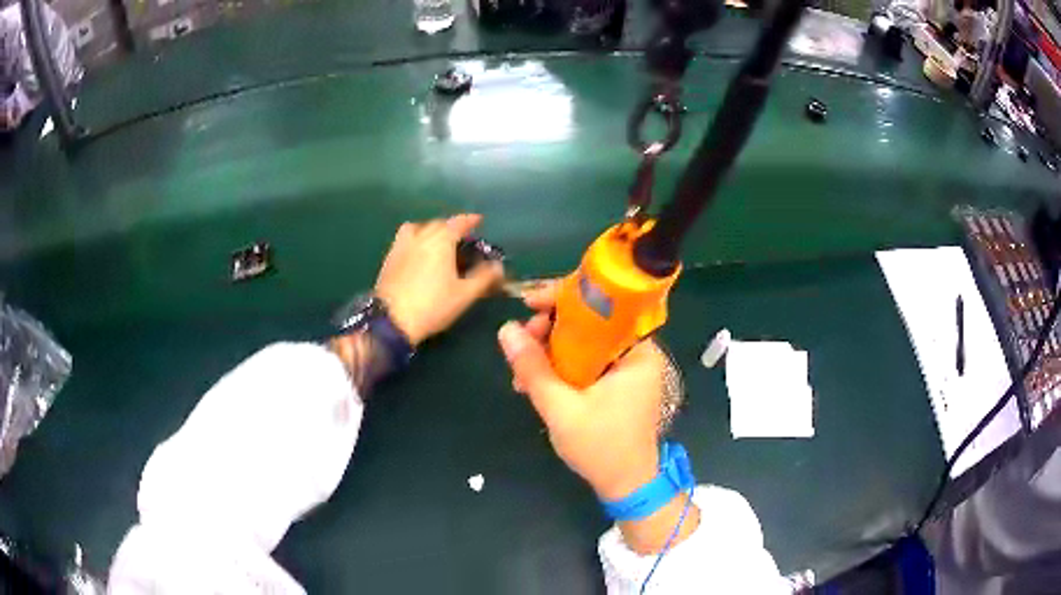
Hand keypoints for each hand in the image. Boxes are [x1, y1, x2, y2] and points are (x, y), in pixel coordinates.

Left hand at [375, 214, 502, 345]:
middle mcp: (420, 235)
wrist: (392, 320)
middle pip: (438, 223)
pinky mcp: (389, 257)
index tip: (479, 220)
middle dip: (451, 227)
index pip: (459, 222)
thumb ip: (484, 277)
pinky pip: (406, 239)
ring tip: (437, 243)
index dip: (470, 220)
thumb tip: (498, 267)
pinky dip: (416, 240)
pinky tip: (419, 255)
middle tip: (462, 239)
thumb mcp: (465, 294)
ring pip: (418, 228)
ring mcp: (402, 245)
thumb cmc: (433, 305)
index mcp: (441, 239)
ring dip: (430, 230)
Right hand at [498, 281, 700, 554]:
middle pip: (590, 320)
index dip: (563, 297)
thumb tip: (505, 329)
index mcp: (636, 350)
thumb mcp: (561, 409)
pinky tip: (536, 382)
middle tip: (521, 345)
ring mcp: (627, 368)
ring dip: (550, 351)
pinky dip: (561, 366)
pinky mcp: (617, 383)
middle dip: (550, 329)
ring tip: (521, 373)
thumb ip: (534, 368)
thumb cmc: (602, 448)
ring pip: (584, 342)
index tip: (529, 304)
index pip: (602, 303)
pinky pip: (586, 361)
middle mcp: (636, 352)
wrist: (628, 485)